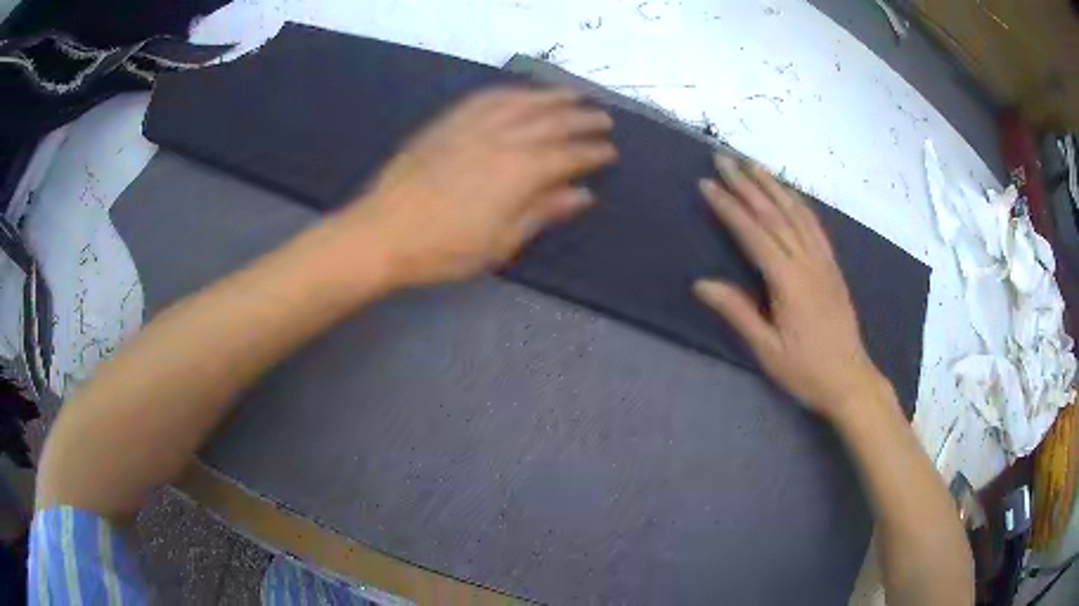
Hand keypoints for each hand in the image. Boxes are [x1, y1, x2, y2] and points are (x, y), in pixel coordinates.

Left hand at [340, 87, 616, 286]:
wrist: (383, 232)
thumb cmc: (444, 248)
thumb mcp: (501, 242)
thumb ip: (542, 212)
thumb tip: (582, 194)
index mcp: (519, 172)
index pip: (568, 156)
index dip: (592, 153)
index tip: (610, 151)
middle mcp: (501, 139)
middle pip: (551, 122)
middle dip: (582, 119)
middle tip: (604, 118)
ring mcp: (472, 125)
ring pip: (521, 102)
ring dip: (551, 96)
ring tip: (573, 94)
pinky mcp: (447, 122)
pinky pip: (485, 98)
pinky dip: (509, 92)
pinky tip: (520, 92)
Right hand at [693, 155, 889, 419]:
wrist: (850, 379)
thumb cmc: (805, 370)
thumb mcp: (767, 349)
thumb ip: (737, 312)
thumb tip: (701, 283)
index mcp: (788, 281)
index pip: (753, 233)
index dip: (728, 207)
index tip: (707, 183)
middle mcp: (806, 261)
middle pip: (773, 213)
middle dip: (746, 184)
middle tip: (723, 157)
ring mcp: (823, 260)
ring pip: (796, 212)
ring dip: (772, 185)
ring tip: (752, 163)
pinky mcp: (832, 265)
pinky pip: (814, 225)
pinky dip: (798, 203)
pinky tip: (788, 193)